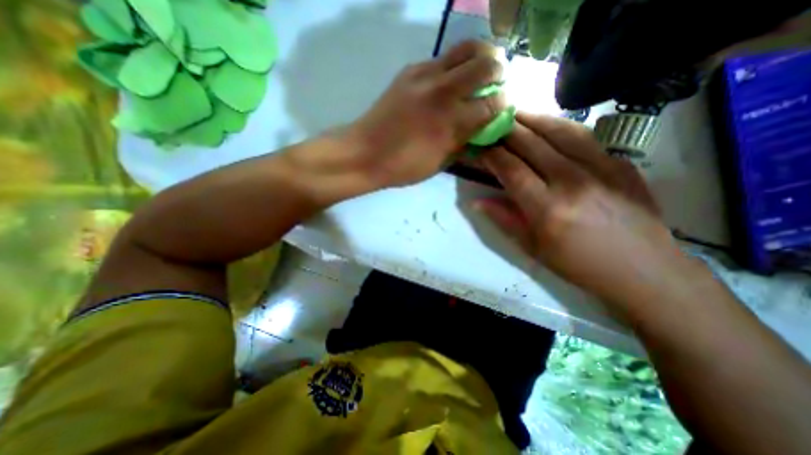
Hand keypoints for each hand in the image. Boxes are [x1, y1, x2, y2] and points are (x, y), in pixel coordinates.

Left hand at [345, 39, 504, 186]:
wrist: (365, 153)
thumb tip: (481, 130)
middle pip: (486, 63)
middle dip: (499, 71)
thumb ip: (464, 143)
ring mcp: (425, 75)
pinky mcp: (410, 70)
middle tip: (496, 83)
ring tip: (478, 73)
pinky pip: (441, 59)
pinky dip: (453, 66)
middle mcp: (443, 91)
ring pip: (465, 48)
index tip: (504, 107)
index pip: (494, 102)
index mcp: (452, 122)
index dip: (505, 104)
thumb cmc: (403, 166)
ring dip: (480, 57)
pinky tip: (448, 82)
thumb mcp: (440, 163)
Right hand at [476, 112, 681, 304]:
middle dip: (506, 131)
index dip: (491, 155)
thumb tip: (476, 202)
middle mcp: (572, 181)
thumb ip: (503, 219)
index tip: (479, 147)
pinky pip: (584, 136)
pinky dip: (560, 126)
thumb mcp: (532, 247)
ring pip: (559, 130)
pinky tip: (548, 125)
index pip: (511, 169)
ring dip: (532, 119)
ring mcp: (601, 167)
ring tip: (515, 114)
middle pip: (532, 143)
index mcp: (547, 208)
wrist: (644, 270)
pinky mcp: (620, 163)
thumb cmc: (578, 264)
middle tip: (491, 124)